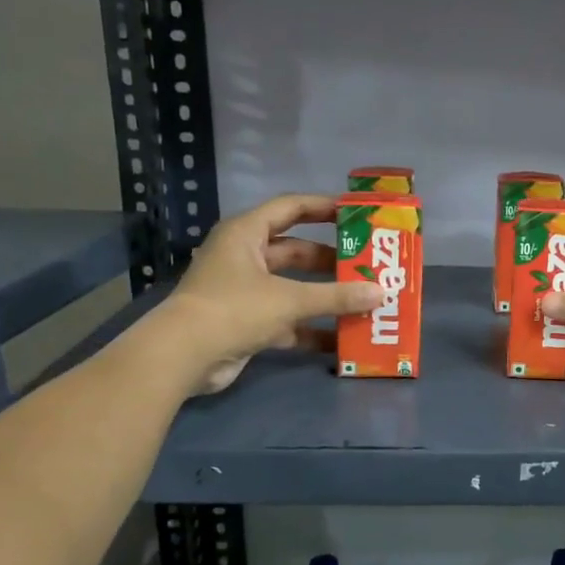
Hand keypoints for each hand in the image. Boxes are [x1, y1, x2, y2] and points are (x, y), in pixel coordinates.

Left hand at [160, 193, 381, 394]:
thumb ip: (336, 296)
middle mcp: (245, 257)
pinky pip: (287, 320)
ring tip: (363, 300)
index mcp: (246, 234)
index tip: (356, 213)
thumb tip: (380, 293)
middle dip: (330, 260)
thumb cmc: (234, 310)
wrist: (184, 356)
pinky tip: (342, 339)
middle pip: (296, 251)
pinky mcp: (247, 323)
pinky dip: (311, 328)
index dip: (323, 207)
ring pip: (293, 288)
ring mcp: (245, 292)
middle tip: (367, 264)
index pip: (290, 207)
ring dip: (324, 296)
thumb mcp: (289, 299)